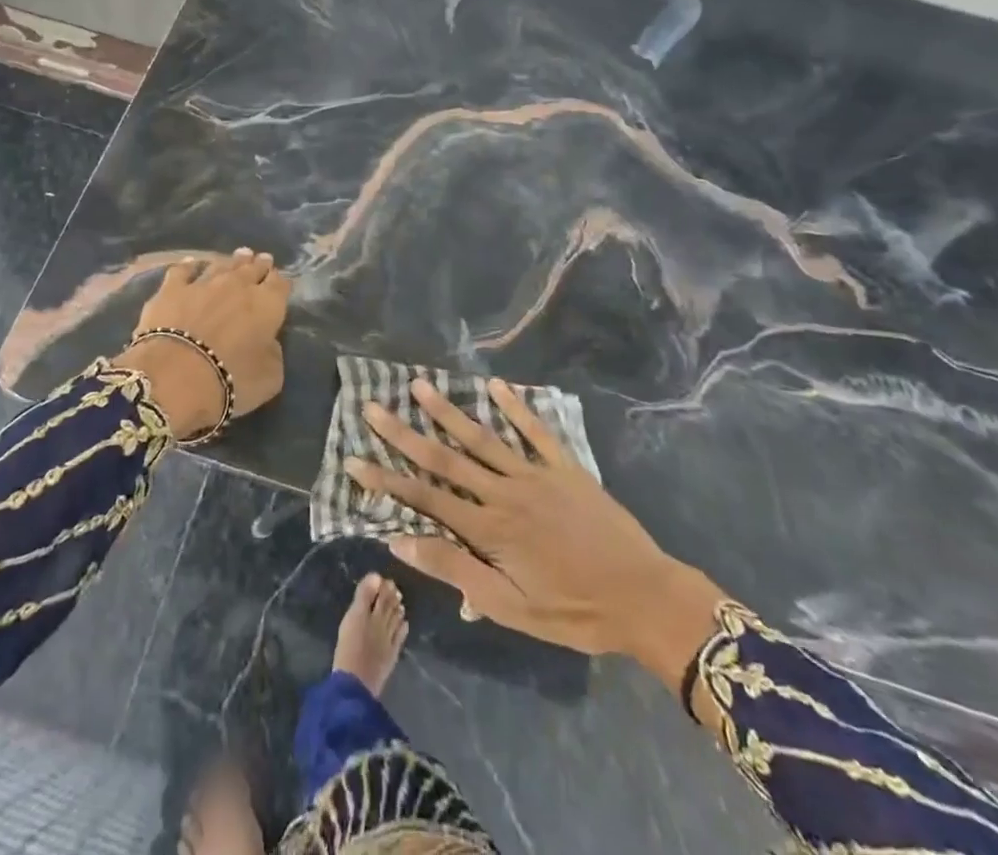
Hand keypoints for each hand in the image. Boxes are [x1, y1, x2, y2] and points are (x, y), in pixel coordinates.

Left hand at [116, 248, 288, 436]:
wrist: (175, 376)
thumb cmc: (231, 380)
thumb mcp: (270, 378)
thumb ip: (273, 354)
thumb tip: (269, 342)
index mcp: (267, 305)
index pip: (280, 284)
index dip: (281, 283)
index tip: (281, 283)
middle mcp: (238, 285)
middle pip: (253, 268)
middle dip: (259, 264)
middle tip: (262, 259)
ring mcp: (203, 283)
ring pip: (222, 264)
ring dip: (232, 260)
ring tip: (239, 255)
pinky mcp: (171, 289)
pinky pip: (183, 270)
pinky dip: (190, 266)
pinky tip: (191, 263)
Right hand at [345, 378, 724, 694]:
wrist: (644, 598)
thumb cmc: (574, 612)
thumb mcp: (510, 608)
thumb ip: (456, 570)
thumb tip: (401, 543)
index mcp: (488, 529)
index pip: (424, 500)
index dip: (385, 481)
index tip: (353, 459)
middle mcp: (504, 492)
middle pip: (444, 459)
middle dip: (403, 434)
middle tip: (372, 407)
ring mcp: (535, 474)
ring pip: (482, 437)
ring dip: (448, 412)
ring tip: (419, 386)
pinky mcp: (565, 467)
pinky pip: (535, 431)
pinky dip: (515, 407)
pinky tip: (495, 386)